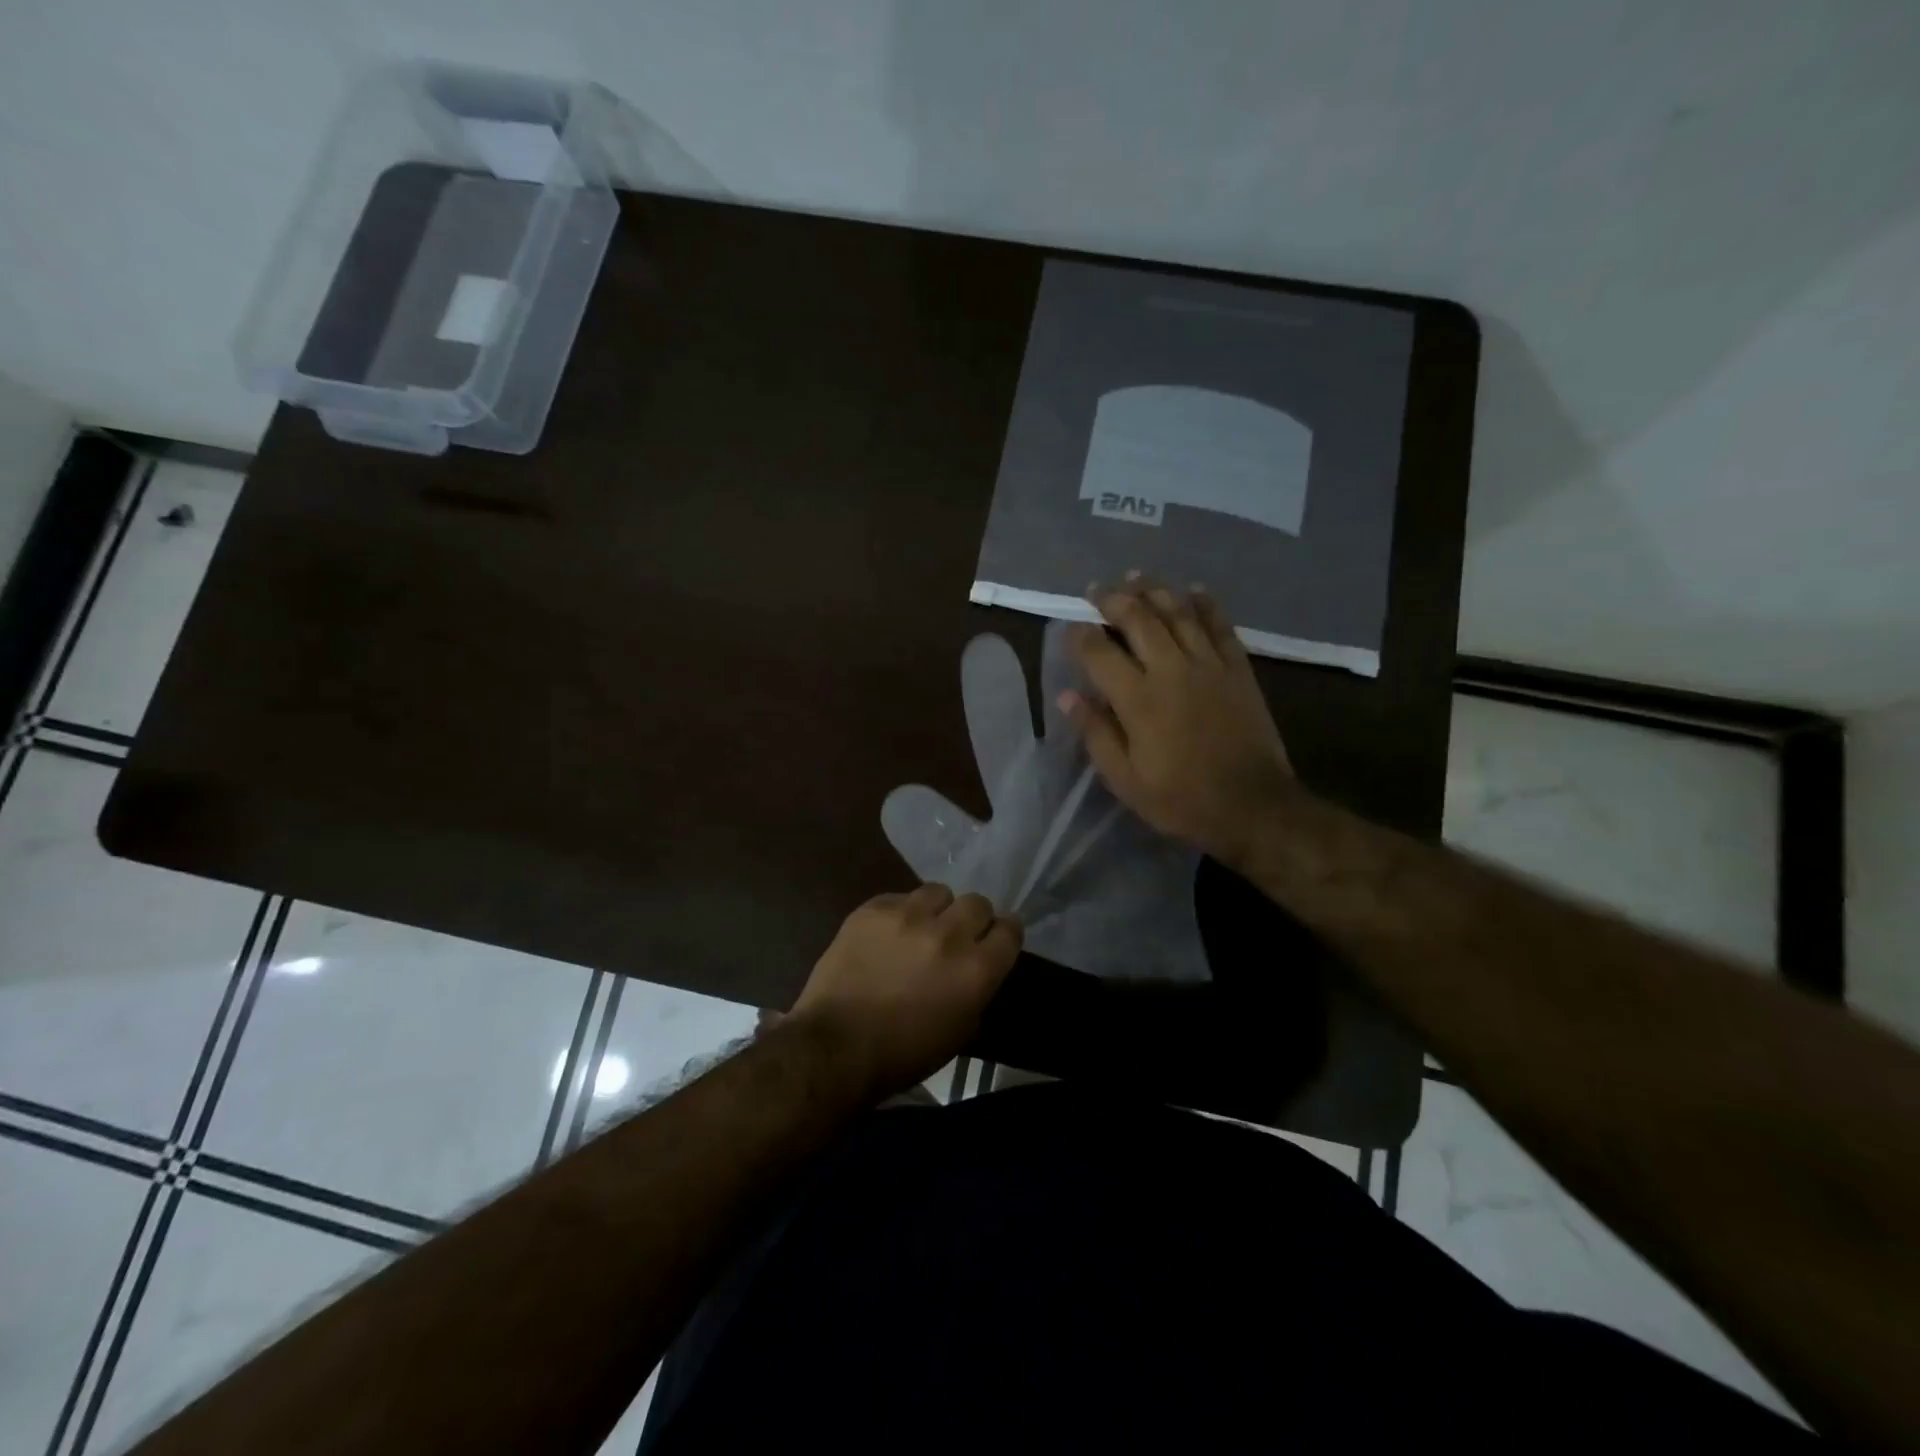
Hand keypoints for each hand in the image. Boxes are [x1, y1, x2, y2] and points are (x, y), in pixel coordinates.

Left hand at [791, 884, 1021, 1099]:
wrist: (836, 1046)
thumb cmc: (903, 1053)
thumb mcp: (960, 1032)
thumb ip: (977, 990)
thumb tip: (977, 967)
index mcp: (976, 969)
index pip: (1010, 929)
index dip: (1003, 934)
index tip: (993, 940)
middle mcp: (949, 934)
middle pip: (977, 903)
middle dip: (971, 919)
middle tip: (955, 937)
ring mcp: (909, 916)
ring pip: (938, 892)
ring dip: (936, 910)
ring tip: (919, 929)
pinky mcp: (874, 909)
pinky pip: (900, 898)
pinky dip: (899, 913)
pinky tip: (885, 935)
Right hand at [1060, 576, 1296, 868]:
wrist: (1253, 806)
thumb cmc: (1180, 799)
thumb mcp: (1125, 779)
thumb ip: (1095, 733)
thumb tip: (1067, 695)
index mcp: (1137, 699)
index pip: (1099, 652)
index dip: (1080, 635)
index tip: (1070, 627)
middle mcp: (1170, 669)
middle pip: (1138, 618)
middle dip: (1113, 599)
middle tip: (1097, 589)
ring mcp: (1208, 664)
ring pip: (1178, 612)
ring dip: (1154, 589)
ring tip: (1136, 576)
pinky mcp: (1238, 669)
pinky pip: (1220, 625)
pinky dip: (1205, 604)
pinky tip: (1193, 590)